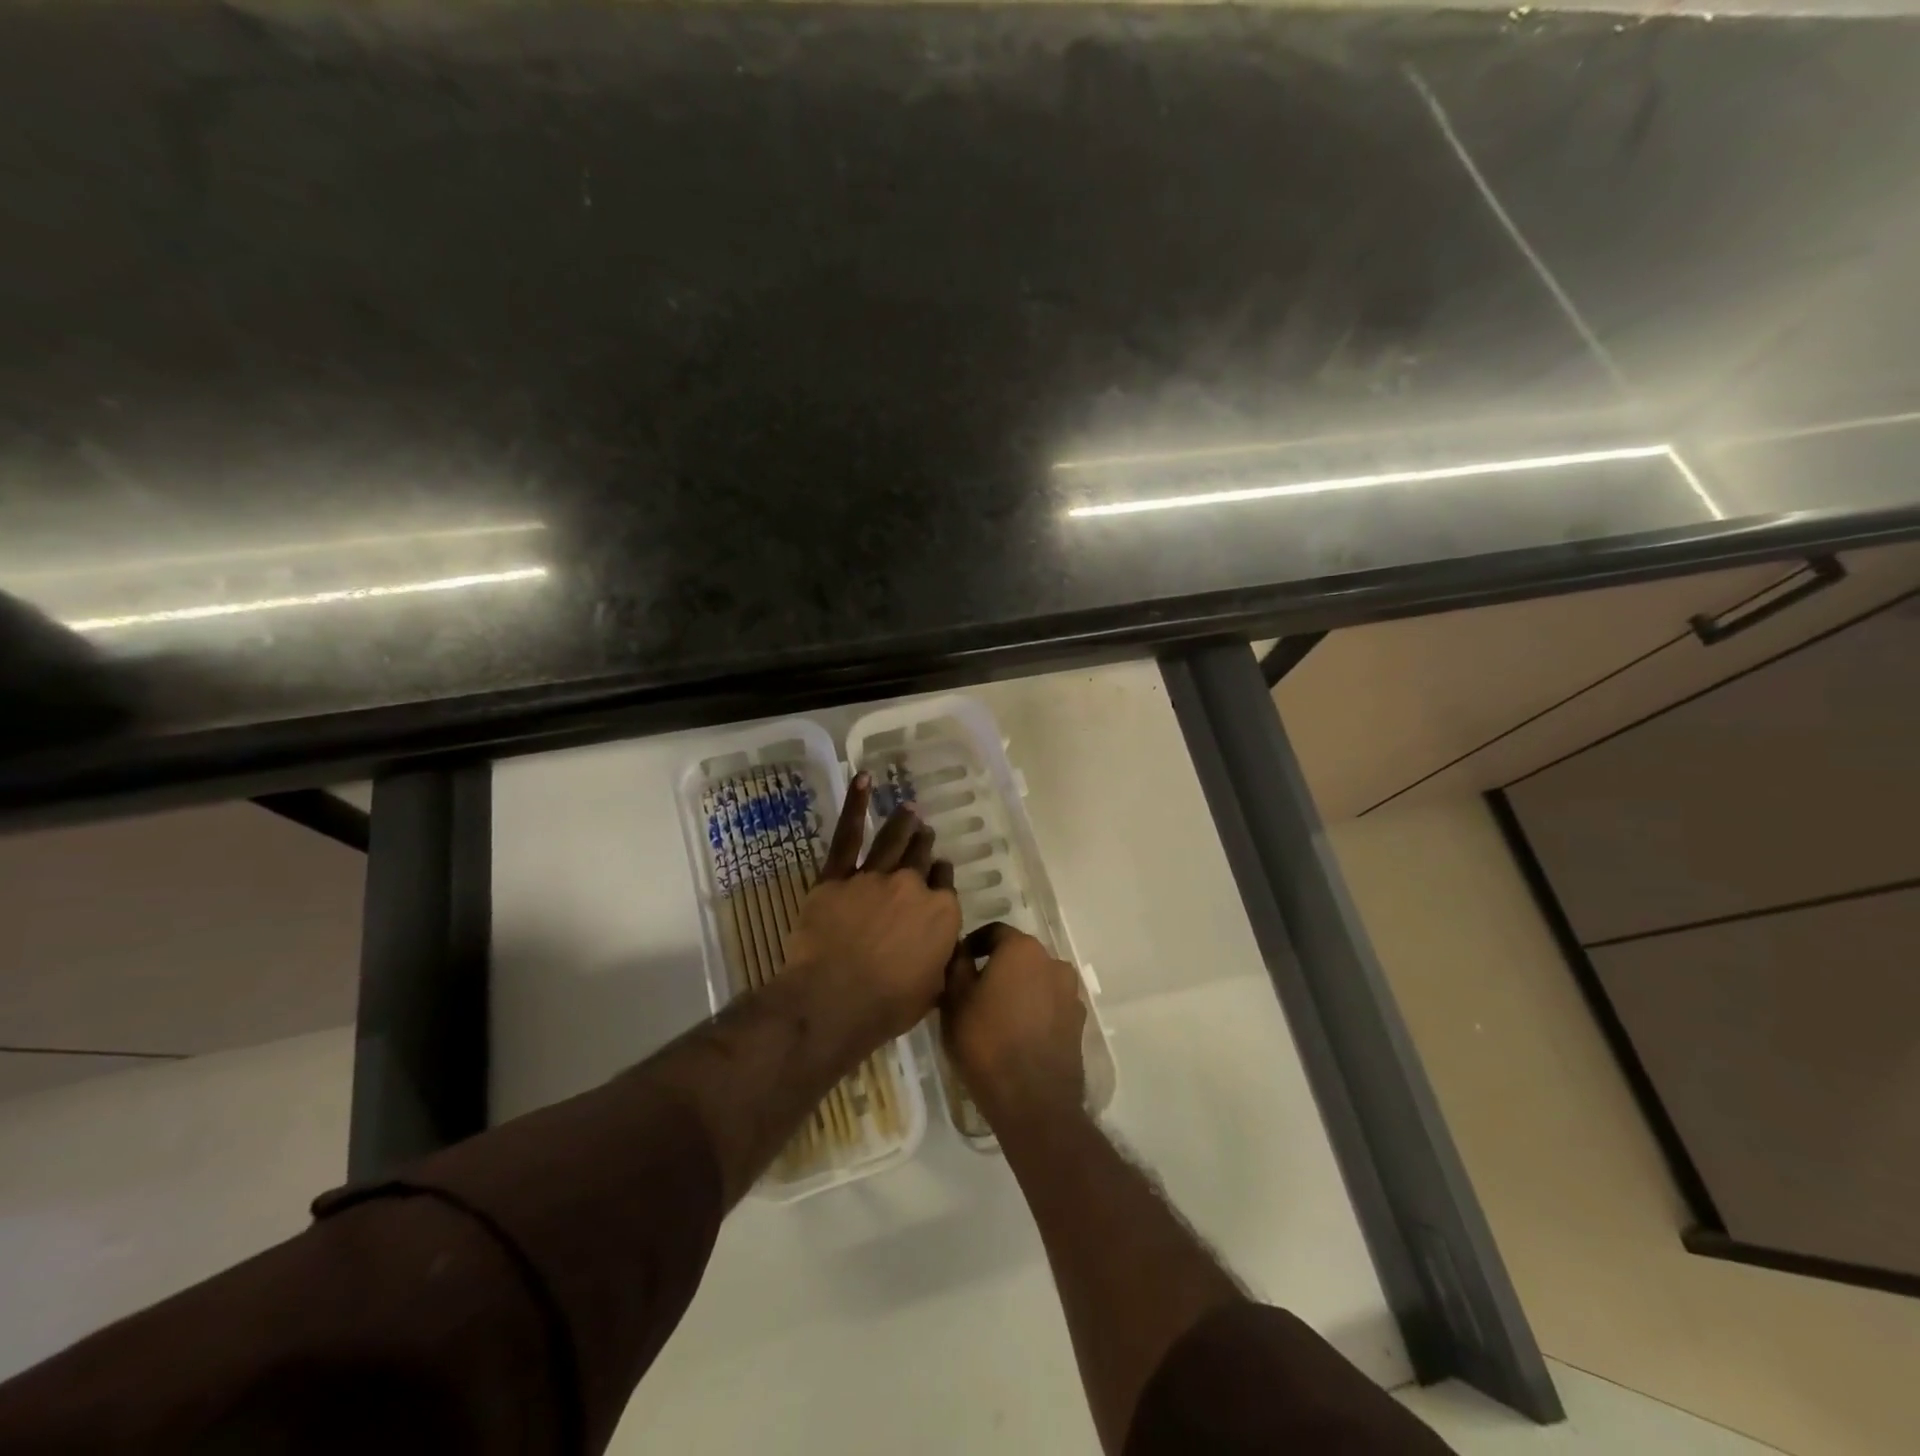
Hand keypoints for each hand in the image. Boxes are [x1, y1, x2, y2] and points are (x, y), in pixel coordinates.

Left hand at [783, 774, 960, 1052]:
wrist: (836, 999)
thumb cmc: (889, 1005)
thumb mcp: (934, 990)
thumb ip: (943, 960)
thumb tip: (947, 948)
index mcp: (941, 914)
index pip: (945, 886)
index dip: (941, 878)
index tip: (938, 873)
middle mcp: (913, 886)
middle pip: (922, 858)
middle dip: (925, 845)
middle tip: (925, 833)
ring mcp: (875, 876)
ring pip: (893, 841)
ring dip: (903, 823)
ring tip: (909, 809)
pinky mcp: (838, 876)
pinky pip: (848, 835)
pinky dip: (855, 805)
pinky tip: (863, 780)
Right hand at [941, 922, 1086, 1126]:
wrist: (1033, 1100)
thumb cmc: (986, 1042)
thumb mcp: (954, 1000)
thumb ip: (956, 965)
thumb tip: (960, 950)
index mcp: (1022, 949)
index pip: (994, 932)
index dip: (973, 944)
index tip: (958, 962)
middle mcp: (1053, 962)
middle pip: (1019, 955)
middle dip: (998, 966)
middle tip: (974, 989)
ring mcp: (1070, 993)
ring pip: (1037, 980)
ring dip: (1019, 988)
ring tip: (997, 1013)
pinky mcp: (1078, 1022)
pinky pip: (1050, 1004)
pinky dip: (1034, 1010)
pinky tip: (1018, 1032)